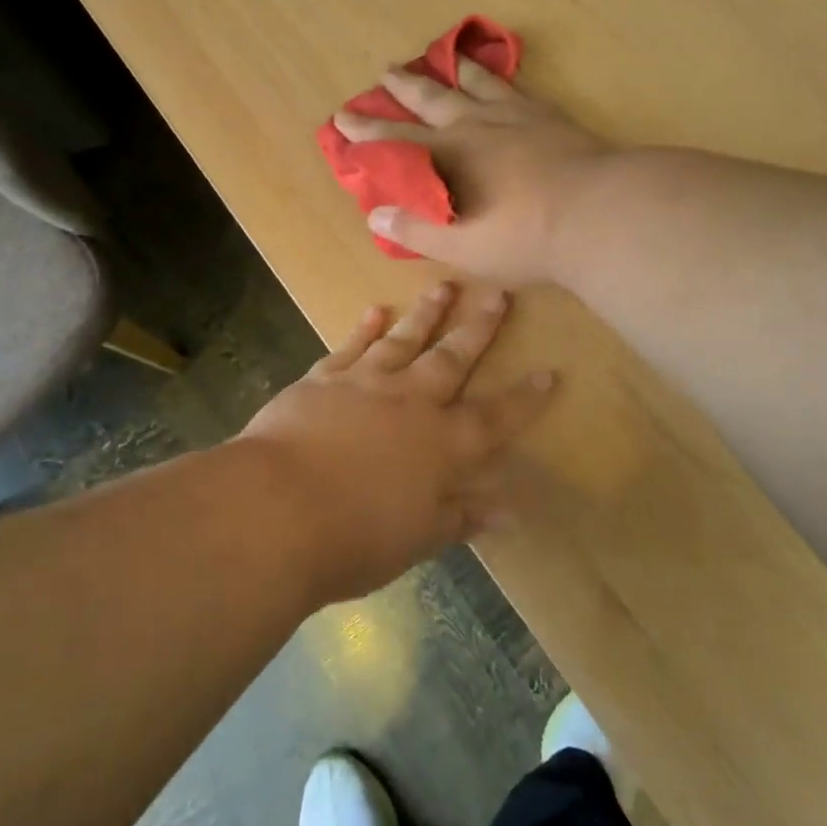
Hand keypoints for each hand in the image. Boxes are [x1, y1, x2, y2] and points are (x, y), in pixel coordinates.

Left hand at [237, 283, 554, 603]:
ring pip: (404, 340)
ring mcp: (365, 384)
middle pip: (453, 359)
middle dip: (479, 328)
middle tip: (498, 294)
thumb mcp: (417, 538)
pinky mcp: (323, 379)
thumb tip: (508, 512)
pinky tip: (375, 310)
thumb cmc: (354, 536)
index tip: (550, 372)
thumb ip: (461, 517)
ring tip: (444, 286)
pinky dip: (364, 327)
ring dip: (426, 314)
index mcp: (441, 445)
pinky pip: (350, 346)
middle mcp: (410, 403)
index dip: (524, 398)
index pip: (494, 418)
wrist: (277, 509)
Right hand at [331, 58, 610, 286]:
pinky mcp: (550, 115)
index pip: (395, 142)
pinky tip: (503, 77)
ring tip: (445, 56)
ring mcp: (515, 116)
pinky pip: (517, 86)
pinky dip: (502, 77)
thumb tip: (375, 214)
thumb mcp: (462, 246)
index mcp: (448, 158)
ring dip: (454, 70)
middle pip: (431, 99)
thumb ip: (417, 229)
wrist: (599, 213)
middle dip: (404, 87)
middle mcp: (475, 127)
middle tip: (386, 71)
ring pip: (475, 82)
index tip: (342, 117)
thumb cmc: (525, 238)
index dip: (366, 132)